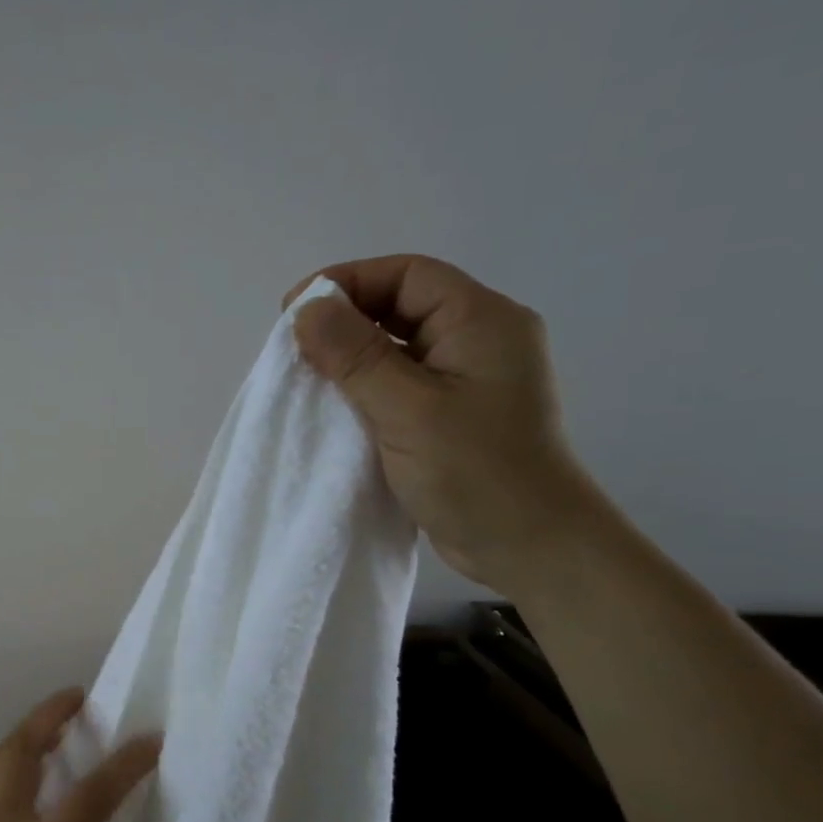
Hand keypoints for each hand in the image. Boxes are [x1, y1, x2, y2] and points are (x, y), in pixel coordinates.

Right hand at [286, 254, 609, 594]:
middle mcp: (478, 339)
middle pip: (401, 305)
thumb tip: (305, 309)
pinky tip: (333, 405)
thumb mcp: (408, 409)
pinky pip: (399, 382)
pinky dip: (362, 386)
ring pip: (397, 346)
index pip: (407, 275)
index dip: (347, 281)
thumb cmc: (476, 472)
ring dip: (349, 355)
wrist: (530, 546)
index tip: (293, 309)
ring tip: (304, 374)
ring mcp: (466, 379)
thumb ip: (356, 356)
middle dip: (344, 318)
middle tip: (292, 344)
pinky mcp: (451, 413)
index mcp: (481, 321)